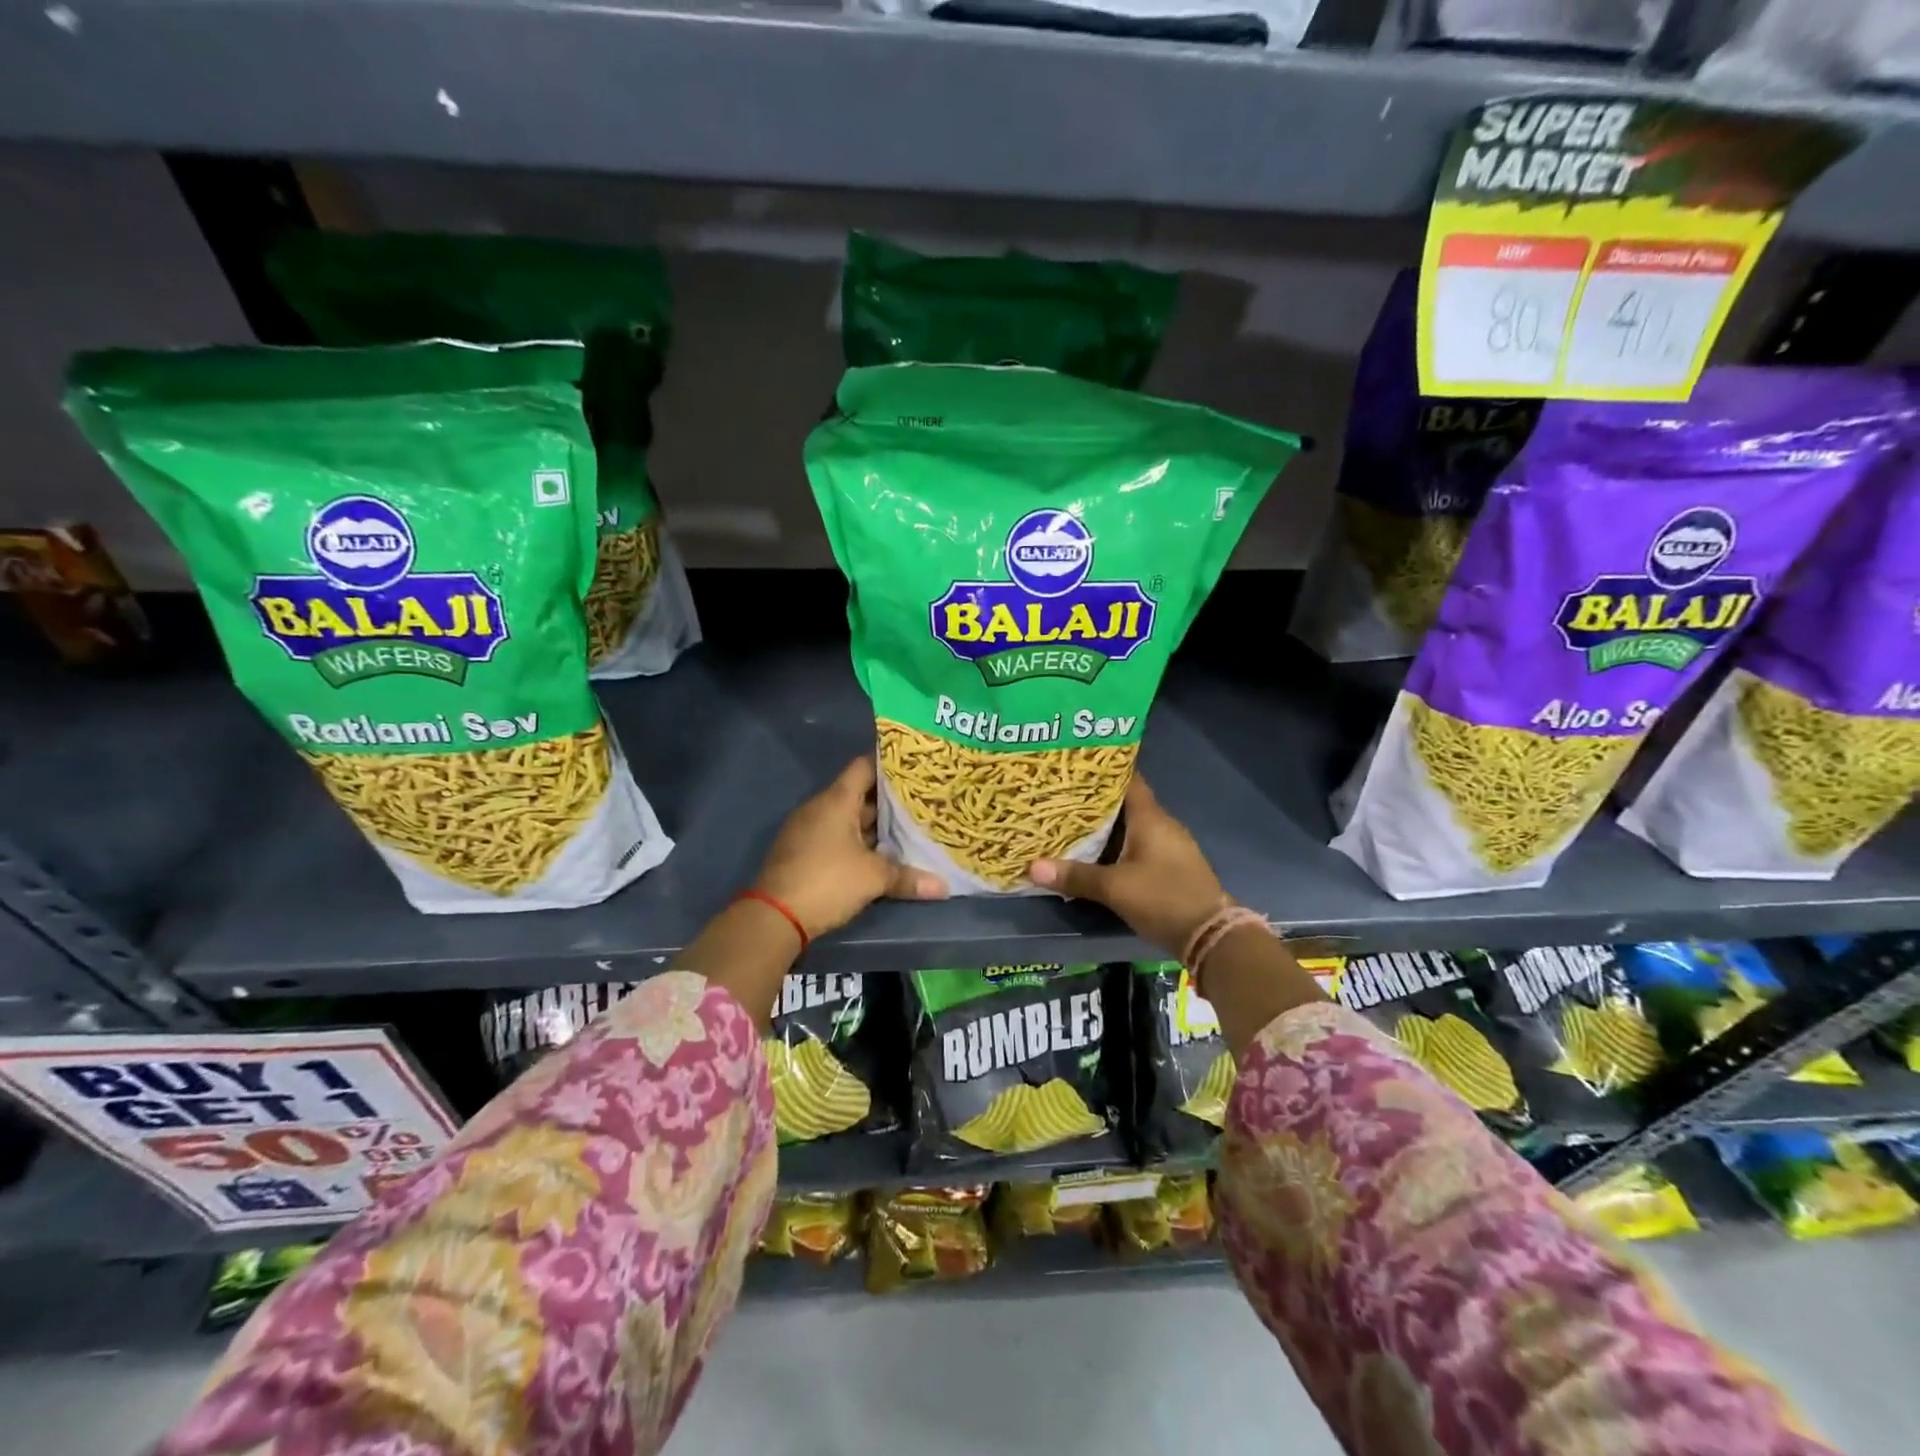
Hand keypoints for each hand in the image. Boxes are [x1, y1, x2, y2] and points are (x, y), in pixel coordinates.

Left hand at [754, 755, 947, 937]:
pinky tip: (878, 855)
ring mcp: (807, 829)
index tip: (914, 769)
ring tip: (906, 829)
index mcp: (836, 800)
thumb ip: (907, 877)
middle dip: (888, 801)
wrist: (773, 916)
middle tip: (920, 803)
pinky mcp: (801, 852)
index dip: (888, 764)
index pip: (864, 766)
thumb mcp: (873, 878)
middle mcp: (820, 807)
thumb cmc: (827, 881)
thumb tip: (943, 887)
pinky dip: (856, 842)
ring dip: (873, 826)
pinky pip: (834, 837)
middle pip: (858, 794)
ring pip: (847, 818)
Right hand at [1028, 775, 1225, 955]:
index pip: (1128, 780)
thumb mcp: (1114, 888)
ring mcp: (1169, 847)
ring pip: (1131, 827)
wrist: (1211, 936)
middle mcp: (1162, 825)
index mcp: (1151, 818)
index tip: (1075, 765)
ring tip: (1070, 822)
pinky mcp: (1170, 867)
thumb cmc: (1163, 898)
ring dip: (1106, 826)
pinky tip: (1096, 853)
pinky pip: (1138, 846)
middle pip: (1125, 803)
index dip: (1103, 770)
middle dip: (1095, 800)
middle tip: (1061, 796)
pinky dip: (1117, 845)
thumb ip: (1075, 876)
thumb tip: (1032, 867)